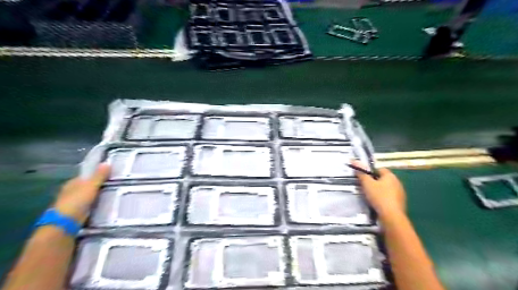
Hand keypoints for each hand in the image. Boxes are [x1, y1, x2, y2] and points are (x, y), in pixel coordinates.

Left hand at [54, 163, 109, 223]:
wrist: (65, 224)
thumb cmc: (76, 201)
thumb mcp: (90, 186)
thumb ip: (99, 176)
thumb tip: (106, 163)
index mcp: (72, 183)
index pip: (86, 176)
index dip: (98, 174)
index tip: (111, 174)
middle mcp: (71, 192)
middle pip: (88, 186)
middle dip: (99, 186)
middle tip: (115, 184)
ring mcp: (73, 203)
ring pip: (89, 196)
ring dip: (99, 195)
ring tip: (115, 194)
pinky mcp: (77, 212)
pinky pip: (90, 205)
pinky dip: (97, 204)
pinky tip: (106, 204)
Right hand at [355, 161, 406, 219]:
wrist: (391, 216)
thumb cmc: (379, 196)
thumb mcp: (367, 184)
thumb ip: (361, 174)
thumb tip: (355, 162)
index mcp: (390, 176)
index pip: (379, 169)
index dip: (370, 172)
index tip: (363, 177)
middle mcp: (397, 182)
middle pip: (383, 179)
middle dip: (374, 181)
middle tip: (365, 186)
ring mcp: (400, 193)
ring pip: (386, 188)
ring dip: (379, 190)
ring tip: (370, 196)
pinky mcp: (400, 203)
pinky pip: (389, 197)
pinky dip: (383, 198)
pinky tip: (377, 203)